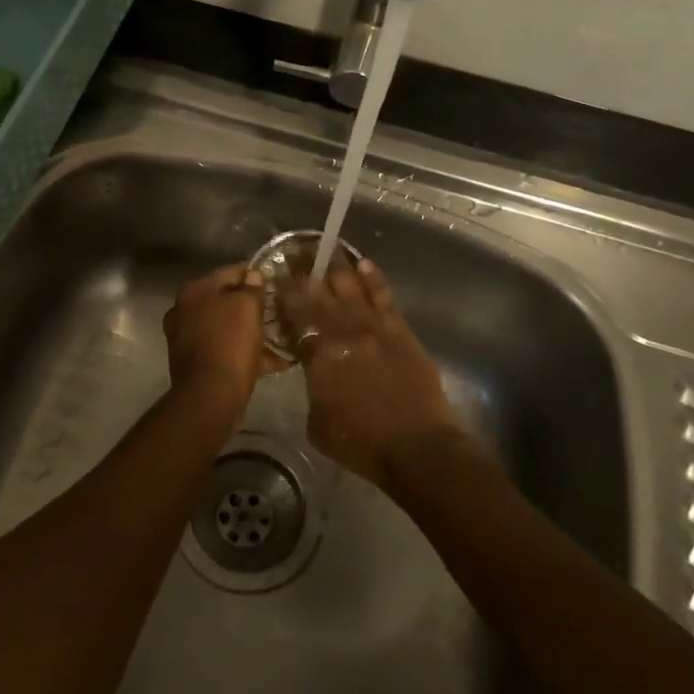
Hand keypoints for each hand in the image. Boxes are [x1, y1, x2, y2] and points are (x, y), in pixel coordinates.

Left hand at [162, 265, 276, 418]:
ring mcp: (185, 338)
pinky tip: (269, 360)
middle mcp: (184, 310)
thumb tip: (252, 275)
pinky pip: (223, 350)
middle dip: (250, 306)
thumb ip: (251, 287)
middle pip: (224, 301)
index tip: (275, 282)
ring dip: (248, 330)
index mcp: (194, 291)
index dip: (254, 275)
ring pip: (224, 327)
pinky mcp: (193, 363)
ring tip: (276, 336)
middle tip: (276, 311)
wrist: (210, 396)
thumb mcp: (247, 308)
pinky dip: (242, 352)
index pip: (229, 272)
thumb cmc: (229, 343)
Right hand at [274, 255, 463, 485]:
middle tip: (296, 252)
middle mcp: (344, 332)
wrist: (417, 446)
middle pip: (321, 294)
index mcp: (319, 355)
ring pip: (352, 288)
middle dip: (307, 272)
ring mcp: (375, 328)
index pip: (296, 317)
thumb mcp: (318, 422)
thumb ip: (313, 387)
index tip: (277, 277)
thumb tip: (315, 370)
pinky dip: (373, 278)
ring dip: (337, 266)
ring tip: (325, 247)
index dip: (285, 296)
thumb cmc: (361, 443)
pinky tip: (364, 262)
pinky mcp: (400, 331)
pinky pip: (383, 297)